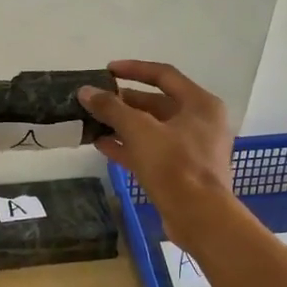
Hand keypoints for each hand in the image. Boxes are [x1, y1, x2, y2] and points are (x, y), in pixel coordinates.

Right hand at [79, 61, 234, 224]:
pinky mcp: (181, 171)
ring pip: (152, 129)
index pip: (164, 75)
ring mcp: (192, 148)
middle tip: (97, 101)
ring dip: (123, 125)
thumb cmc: (174, 165)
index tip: (107, 71)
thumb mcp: (139, 131)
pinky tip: (102, 145)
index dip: (134, 69)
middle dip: (125, 102)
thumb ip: (111, 108)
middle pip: (157, 103)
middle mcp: (200, 122)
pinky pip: (152, 151)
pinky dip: (129, 146)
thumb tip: (85, 91)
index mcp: (200, 104)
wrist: (199, 217)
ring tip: (94, 122)